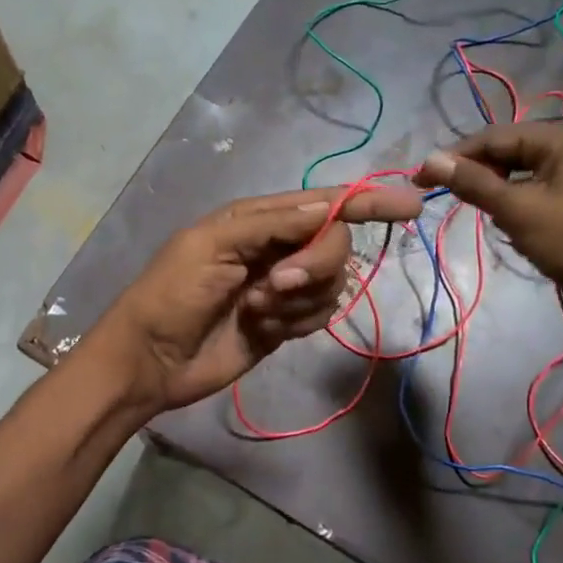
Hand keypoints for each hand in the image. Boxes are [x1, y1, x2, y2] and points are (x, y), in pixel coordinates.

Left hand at [92, 184, 424, 413]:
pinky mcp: (285, 323)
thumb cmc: (172, 294)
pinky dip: (296, 323)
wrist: (153, 360)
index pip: (324, 204)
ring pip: (330, 284)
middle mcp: (277, 248)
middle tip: (274, 287)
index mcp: (258, 220)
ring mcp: (282, 288)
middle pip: (334, 245)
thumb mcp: (213, 246)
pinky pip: (319, 315)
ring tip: (253, 311)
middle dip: (313, 266)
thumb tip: (331, 205)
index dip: (367, 203)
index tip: (409, 206)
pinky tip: (262, 329)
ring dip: (296, 301)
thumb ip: (274, 224)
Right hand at [416, 123, 562, 335]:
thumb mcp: (518, 211)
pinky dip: (514, 206)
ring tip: (476, 212)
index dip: (455, 156)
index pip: (496, 136)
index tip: (420, 179)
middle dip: (476, 173)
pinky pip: (534, 194)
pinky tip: (506, 226)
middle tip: (444, 196)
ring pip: (520, 175)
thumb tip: (430, 159)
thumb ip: (473, 183)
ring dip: (494, 191)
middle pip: (508, 152)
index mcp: (562, 141)